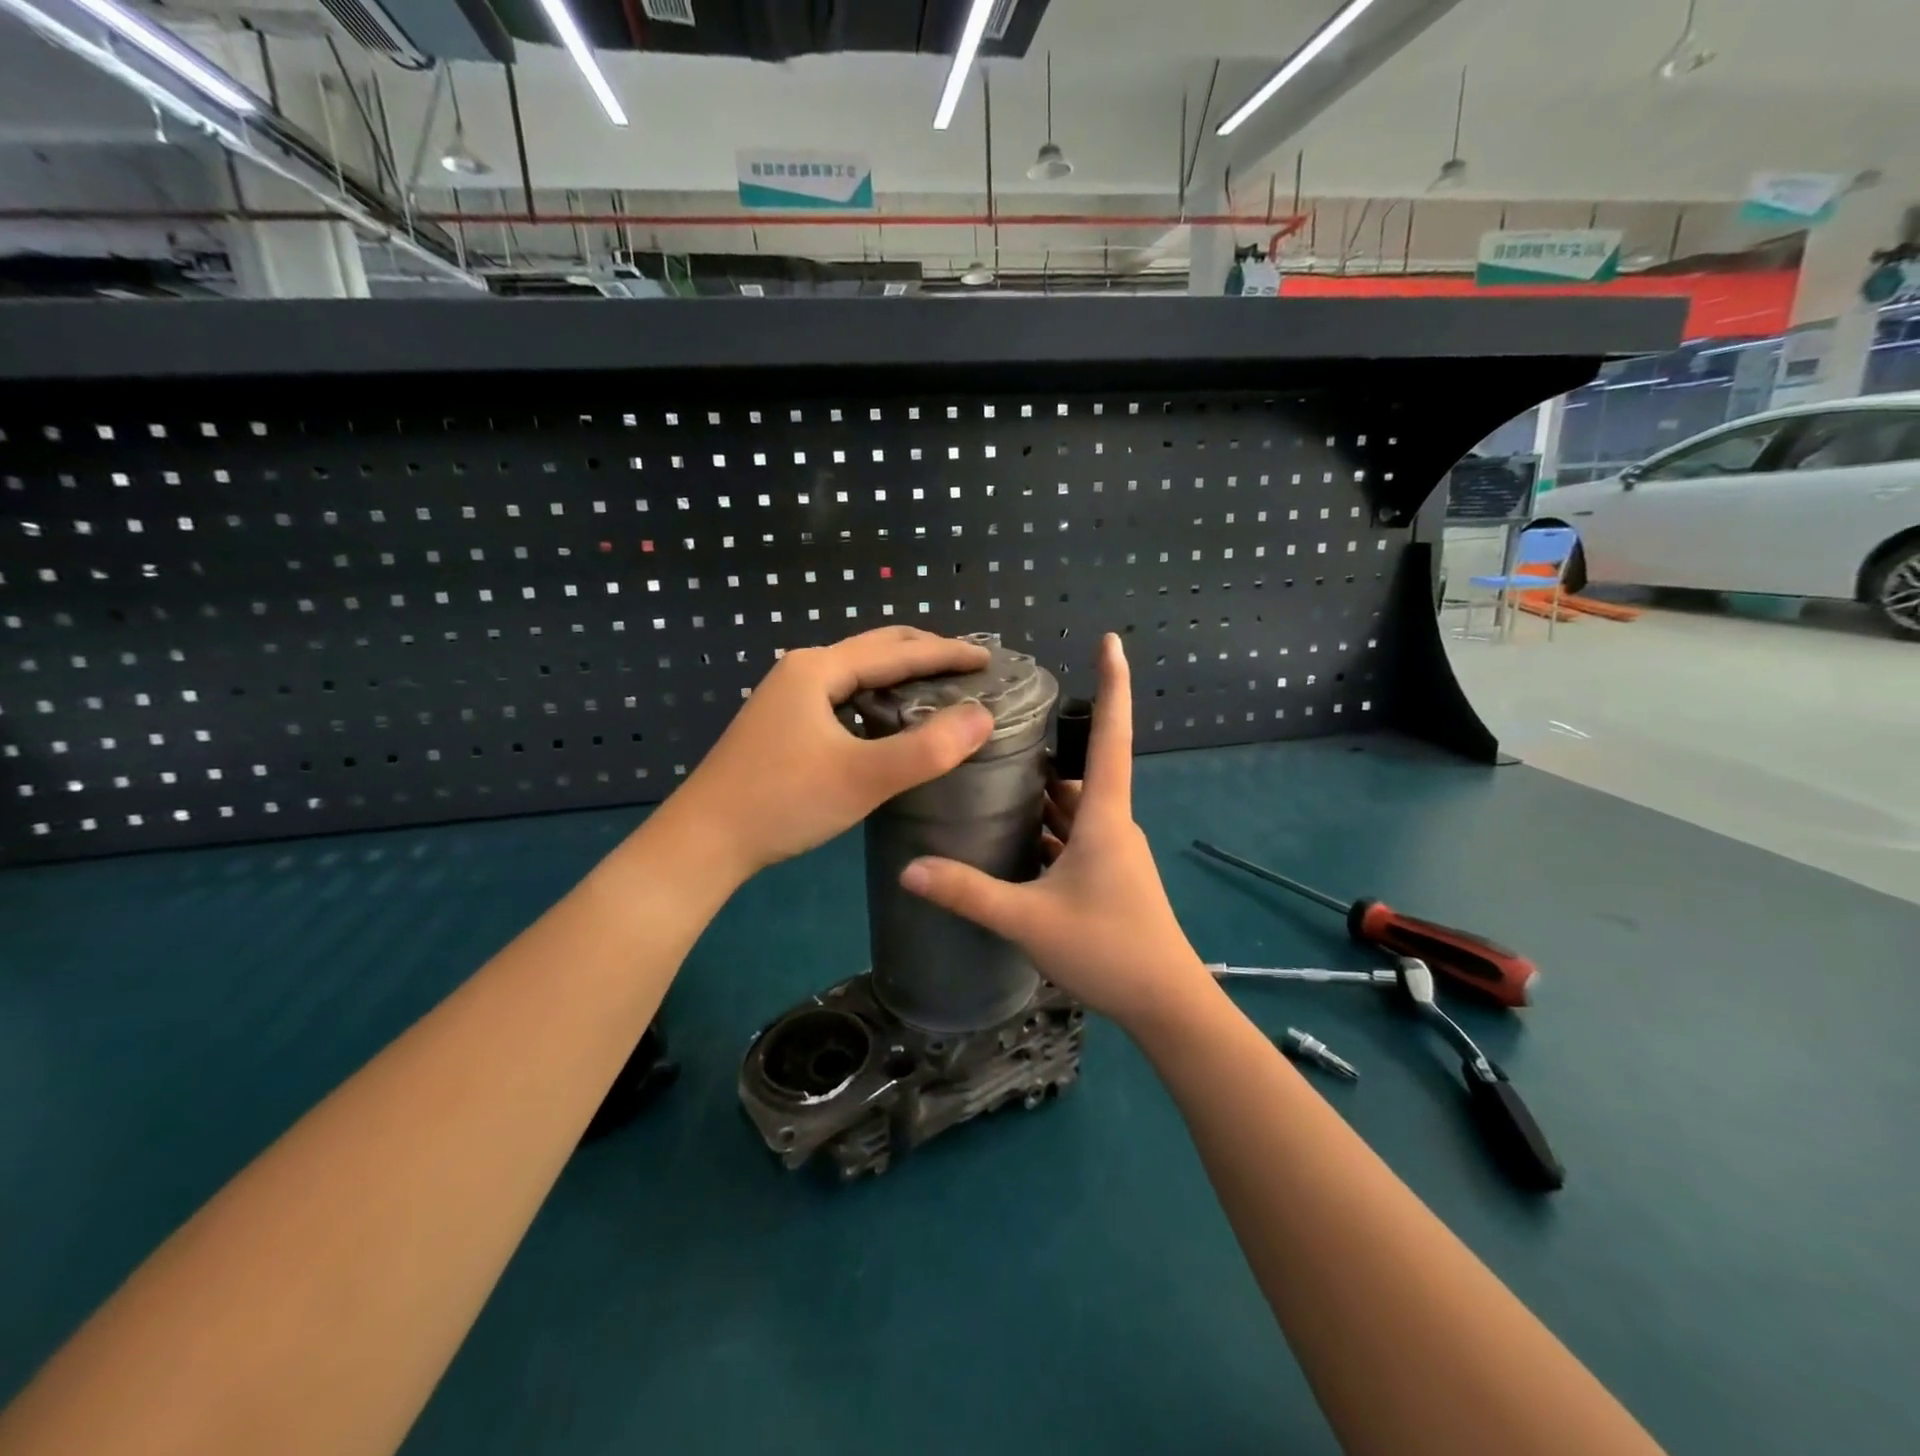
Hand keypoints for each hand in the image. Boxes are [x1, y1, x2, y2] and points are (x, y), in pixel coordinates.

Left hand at [666, 628, 994, 878]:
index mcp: (818, 669)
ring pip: (857, 672)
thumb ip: (927, 749)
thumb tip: (983, 716)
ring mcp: (787, 696)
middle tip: (970, 667)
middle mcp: (801, 670)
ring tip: (940, 687)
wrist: (703, 841)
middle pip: (875, 648)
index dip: (948, 652)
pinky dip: (877, 696)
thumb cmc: (782, 803)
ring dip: (900, 673)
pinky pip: (843, 695)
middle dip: (925, 653)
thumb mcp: (862, 778)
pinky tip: (890, 719)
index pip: (898, 651)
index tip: (990, 658)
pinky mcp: (783, 723)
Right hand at [899, 633, 1211, 1031]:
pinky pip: (1074, 837)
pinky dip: (1047, 828)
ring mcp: (1113, 852)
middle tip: (999, 728)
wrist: (1165, 1004)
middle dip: (1048, 747)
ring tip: (993, 776)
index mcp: (1103, 816)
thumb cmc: (1107, 949)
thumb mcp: (1029, 920)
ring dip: (1042, 793)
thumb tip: (909, 869)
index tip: (1111, 640)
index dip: (1112, 684)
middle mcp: (1112, 824)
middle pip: (1080, 771)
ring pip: (1074, 807)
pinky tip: (1013, 837)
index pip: (1110, 735)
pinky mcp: (1109, 877)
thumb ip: (968, 893)